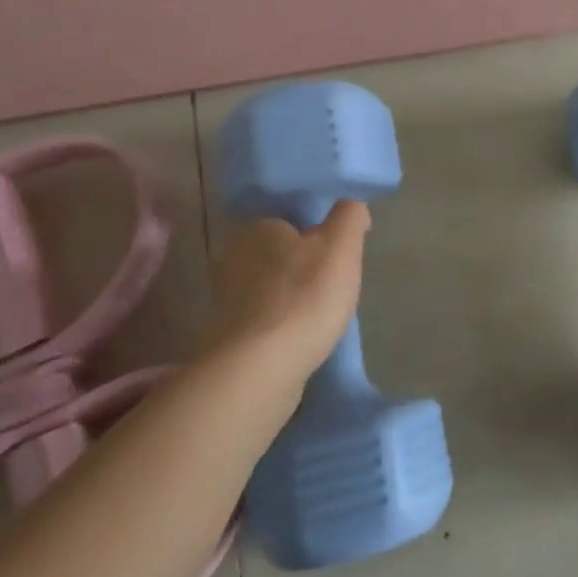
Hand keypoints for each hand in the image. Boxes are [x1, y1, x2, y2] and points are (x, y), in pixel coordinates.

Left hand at [203, 202, 368, 383]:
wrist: (260, 371)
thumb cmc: (304, 297)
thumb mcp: (341, 245)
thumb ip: (349, 216)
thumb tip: (352, 205)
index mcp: (257, 227)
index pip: (289, 217)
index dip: (315, 232)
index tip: (337, 251)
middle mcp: (233, 257)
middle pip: (278, 253)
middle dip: (302, 265)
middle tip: (333, 282)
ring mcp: (225, 299)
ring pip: (269, 287)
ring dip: (291, 297)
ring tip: (321, 314)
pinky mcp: (227, 336)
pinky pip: (263, 319)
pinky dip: (281, 324)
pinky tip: (301, 337)